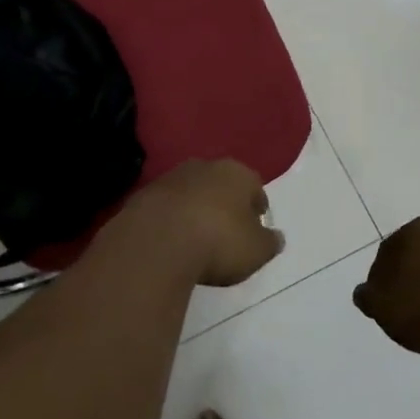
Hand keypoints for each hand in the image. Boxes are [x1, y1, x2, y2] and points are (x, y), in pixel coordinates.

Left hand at [113, 158, 282, 287]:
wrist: (156, 243)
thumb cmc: (218, 242)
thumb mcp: (256, 251)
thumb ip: (270, 242)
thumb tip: (276, 237)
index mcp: (237, 173)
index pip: (255, 187)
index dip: (257, 208)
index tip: (256, 228)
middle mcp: (205, 167)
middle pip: (221, 184)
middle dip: (225, 204)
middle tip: (227, 231)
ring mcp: (171, 178)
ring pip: (191, 193)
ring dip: (195, 210)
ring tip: (197, 238)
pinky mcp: (143, 195)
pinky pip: (166, 208)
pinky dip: (171, 221)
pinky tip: (171, 242)